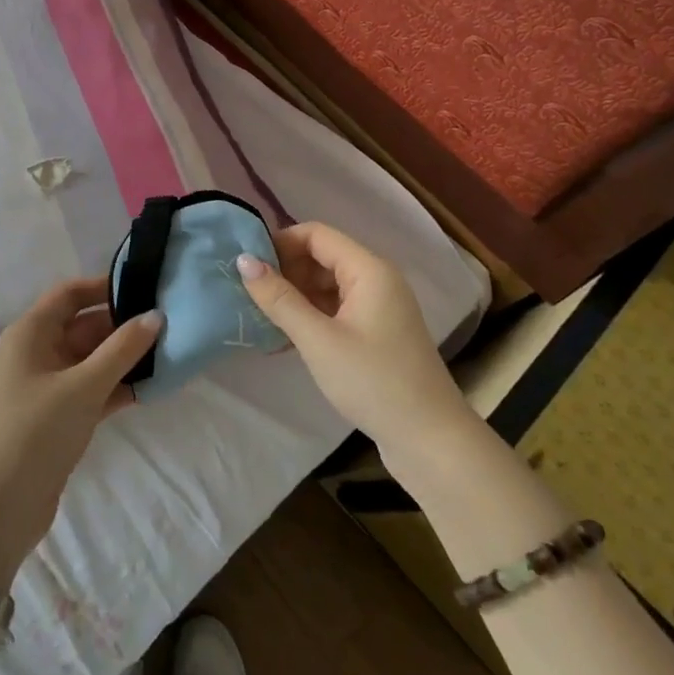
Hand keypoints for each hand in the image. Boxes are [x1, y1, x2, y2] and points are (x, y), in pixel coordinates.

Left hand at [0, 280, 160, 589]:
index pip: (70, 294)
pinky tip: (153, 387)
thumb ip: (122, 349)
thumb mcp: (83, 386)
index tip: (145, 287)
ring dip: (125, 358)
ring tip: (170, 352)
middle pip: (85, 326)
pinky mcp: (59, 417)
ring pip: (92, 359)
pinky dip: (118, 387)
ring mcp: (48, 386)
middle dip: (123, 325)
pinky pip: (93, 389)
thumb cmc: (36, 431)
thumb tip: (155, 315)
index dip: (104, 286)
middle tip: (169, 323)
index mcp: (31, 333)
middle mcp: (38, 352)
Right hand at [239, 221, 470, 461]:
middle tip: (249, 295)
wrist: (430, 440)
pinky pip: (336, 308)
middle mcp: (376, 279)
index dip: (279, 243)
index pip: (316, 234)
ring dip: (294, 296)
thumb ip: (279, 299)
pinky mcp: (376, 332)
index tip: (246, 265)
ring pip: (326, 284)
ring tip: (260, 317)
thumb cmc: (374, 382)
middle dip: (285, 271)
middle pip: (321, 256)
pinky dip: (310, 316)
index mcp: (368, 269)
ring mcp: (378, 307)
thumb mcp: (319, 340)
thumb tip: (243, 260)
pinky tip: (284, 338)